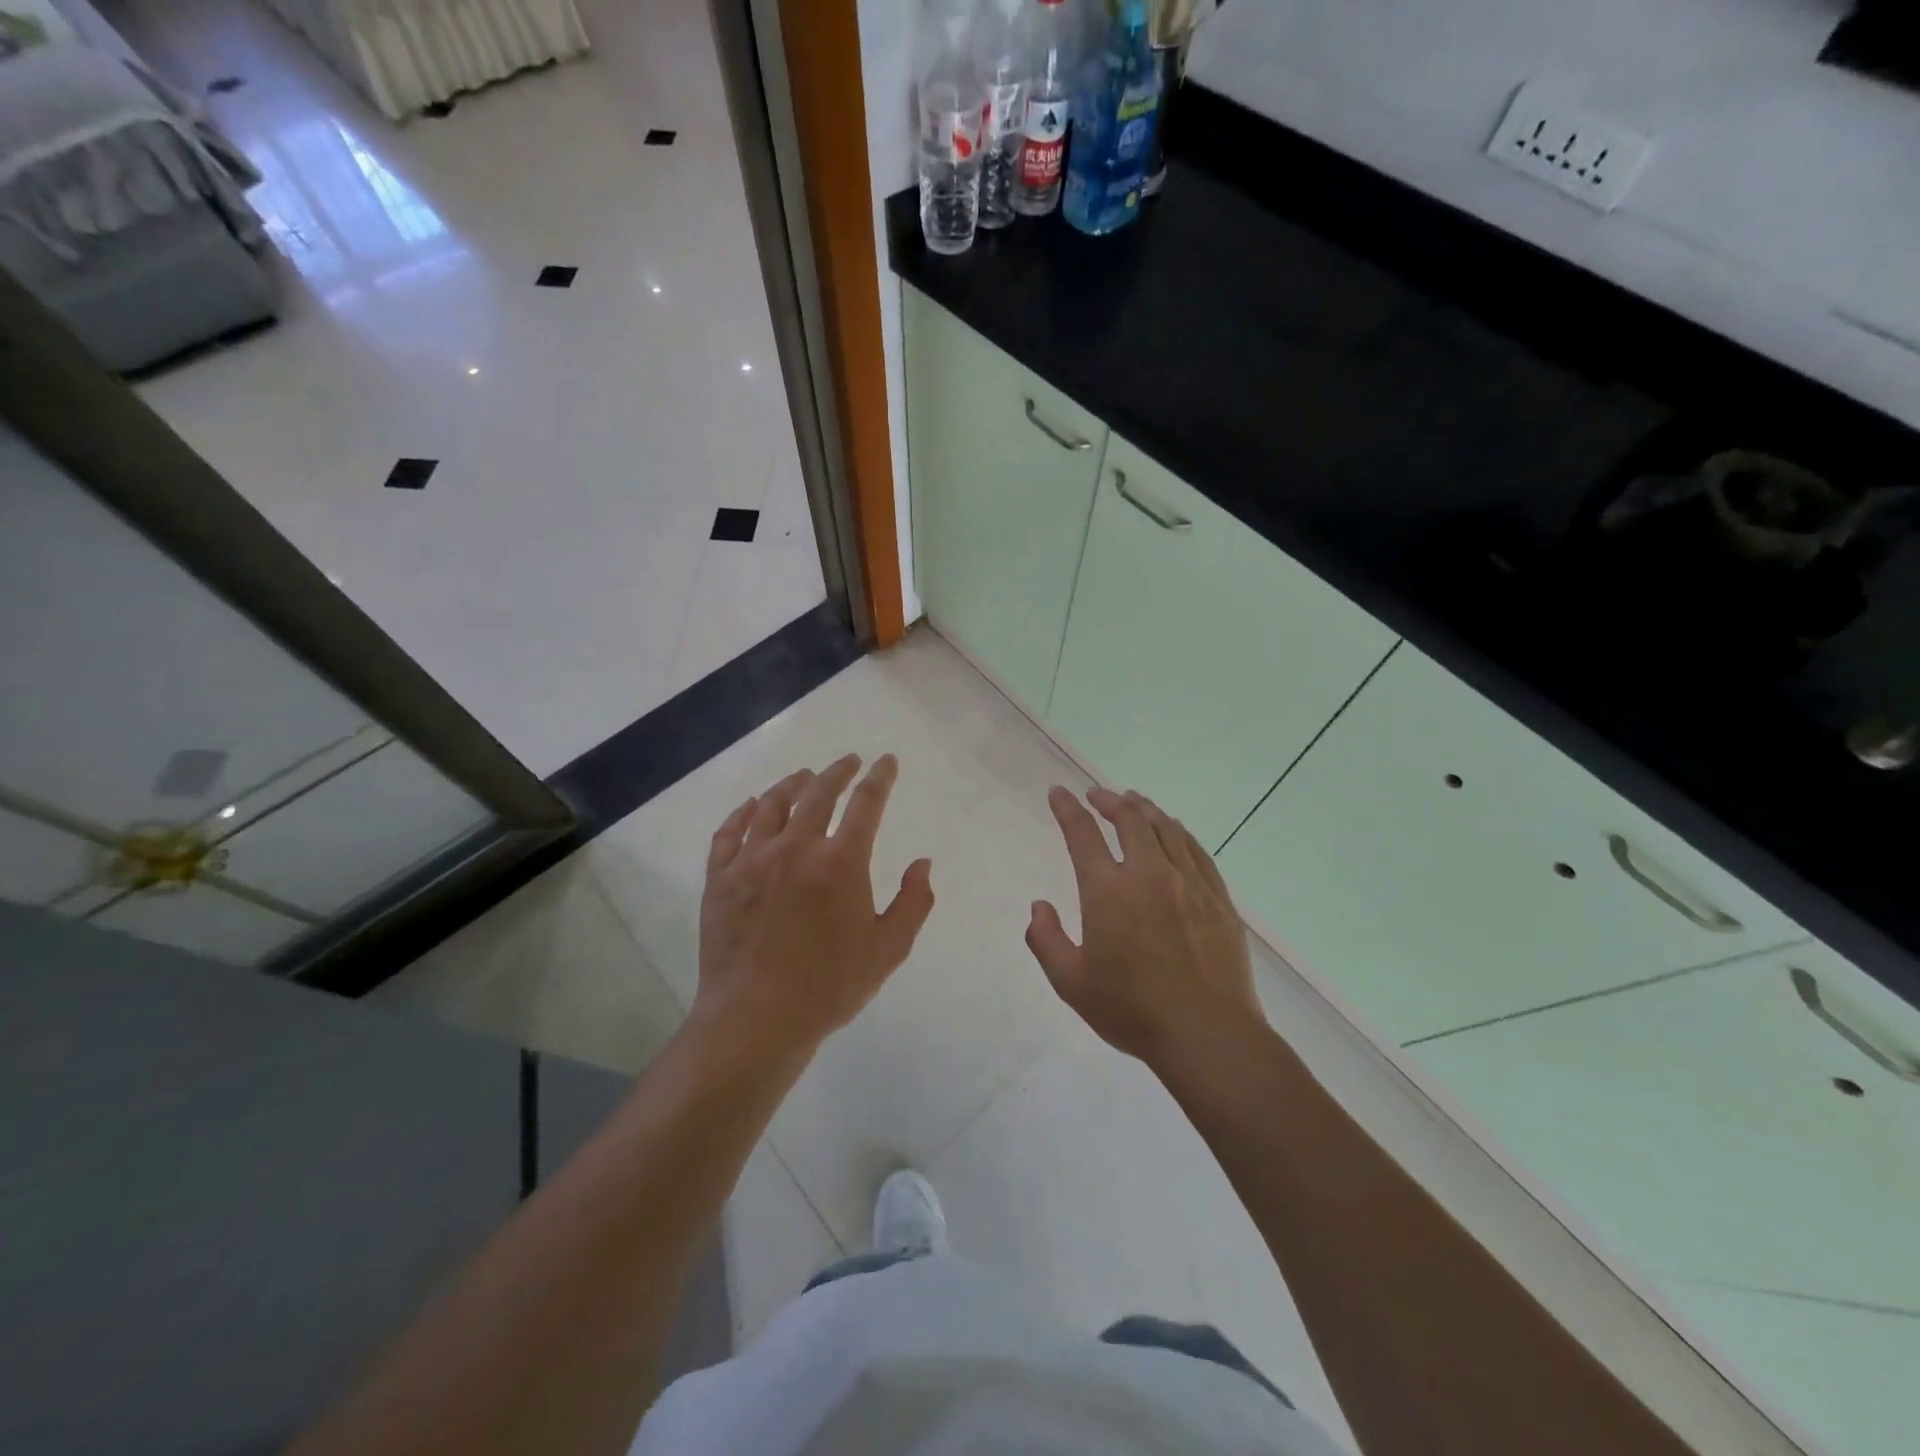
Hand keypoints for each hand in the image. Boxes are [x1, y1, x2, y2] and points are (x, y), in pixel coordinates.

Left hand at [693, 754, 933, 1060]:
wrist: (756, 1018)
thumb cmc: (829, 986)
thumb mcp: (888, 949)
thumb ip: (913, 902)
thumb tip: (922, 863)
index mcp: (841, 862)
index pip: (867, 804)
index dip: (880, 778)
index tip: (886, 761)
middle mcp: (796, 848)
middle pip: (819, 793)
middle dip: (838, 771)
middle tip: (848, 761)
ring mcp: (752, 860)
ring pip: (771, 805)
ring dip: (791, 784)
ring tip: (803, 777)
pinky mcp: (720, 878)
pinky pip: (729, 832)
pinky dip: (742, 813)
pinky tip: (750, 805)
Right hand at [1026, 786, 1262, 1070]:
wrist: (1207, 1035)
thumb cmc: (1132, 1010)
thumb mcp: (1071, 982)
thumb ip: (1046, 939)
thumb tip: (1039, 907)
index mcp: (1108, 891)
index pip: (1082, 834)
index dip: (1067, 809)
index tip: (1058, 793)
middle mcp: (1148, 874)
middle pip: (1129, 818)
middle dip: (1108, 799)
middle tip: (1096, 795)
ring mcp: (1189, 883)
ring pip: (1165, 828)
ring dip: (1144, 808)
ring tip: (1132, 802)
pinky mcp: (1218, 898)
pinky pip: (1196, 850)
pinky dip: (1178, 831)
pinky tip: (1174, 830)